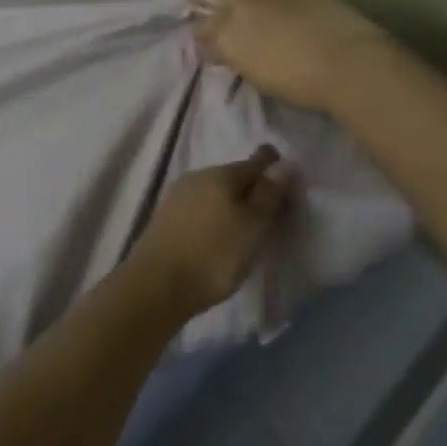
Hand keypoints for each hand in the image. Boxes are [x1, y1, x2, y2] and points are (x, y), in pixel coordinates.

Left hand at [124, 146, 294, 318]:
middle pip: (233, 176)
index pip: (256, 161)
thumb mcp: (252, 226)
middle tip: (273, 208)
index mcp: (221, 174)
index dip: (274, 167)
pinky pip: (199, 208)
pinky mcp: (166, 218)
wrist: (157, 284)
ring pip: (214, 192)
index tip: (289, 181)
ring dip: (232, 203)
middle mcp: (197, 176)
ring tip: (248, 225)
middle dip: (253, 187)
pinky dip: (214, 216)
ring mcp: (177, 196)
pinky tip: (219, 233)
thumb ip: (269, 194)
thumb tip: (285, 163)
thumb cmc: (214, 254)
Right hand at [184, 0, 383, 111]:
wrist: (346, 61)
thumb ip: (239, 61)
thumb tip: (225, 53)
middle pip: (209, 0)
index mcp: (227, 39)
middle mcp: (238, 10)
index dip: (197, 38)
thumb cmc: (300, 84)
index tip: (193, 39)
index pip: (203, 37)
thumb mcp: (260, 78)